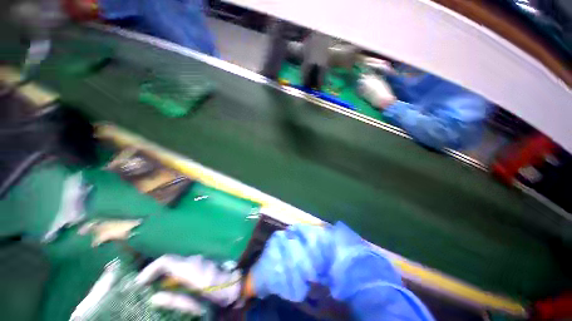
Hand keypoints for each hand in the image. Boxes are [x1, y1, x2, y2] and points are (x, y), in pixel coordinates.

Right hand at [135, 255, 241, 306]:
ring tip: (153, 287)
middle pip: (169, 261)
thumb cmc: (218, 296)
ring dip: (162, 273)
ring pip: (175, 263)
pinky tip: (169, 284)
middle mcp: (194, 260)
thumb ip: (176, 300)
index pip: (166, 261)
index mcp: (191, 268)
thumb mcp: (197, 303)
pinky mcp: (201, 262)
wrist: (237, 285)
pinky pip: (182, 265)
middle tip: (143, 287)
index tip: (139, 283)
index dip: (150, 270)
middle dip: (154, 272)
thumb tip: (155, 297)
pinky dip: (171, 272)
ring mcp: (199, 259)